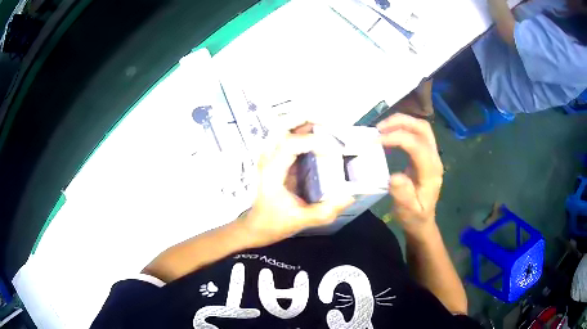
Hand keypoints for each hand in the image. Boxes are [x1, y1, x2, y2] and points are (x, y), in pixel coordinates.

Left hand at [240, 132, 354, 246]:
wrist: (256, 226)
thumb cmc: (275, 223)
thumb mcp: (302, 220)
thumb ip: (326, 210)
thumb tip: (350, 195)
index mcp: (272, 171)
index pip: (290, 143)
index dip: (314, 141)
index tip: (335, 150)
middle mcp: (268, 157)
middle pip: (282, 124)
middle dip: (307, 118)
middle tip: (330, 124)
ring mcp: (269, 155)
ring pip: (283, 126)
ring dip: (304, 122)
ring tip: (327, 128)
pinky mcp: (274, 157)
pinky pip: (287, 135)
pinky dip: (303, 130)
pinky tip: (318, 138)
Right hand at [377, 114, 443, 237]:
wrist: (422, 220)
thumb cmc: (414, 217)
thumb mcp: (407, 211)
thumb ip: (403, 195)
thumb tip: (394, 176)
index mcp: (431, 172)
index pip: (417, 145)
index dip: (397, 137)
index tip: (376, 140)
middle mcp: (434, 158)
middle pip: (422, 128)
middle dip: (400, 122)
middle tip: (378, 129)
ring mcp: (432, 154)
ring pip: (421, 127)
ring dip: (401, 122)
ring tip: (381, 129)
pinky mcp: (426, 154)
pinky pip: (417, 133)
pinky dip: (402, 128)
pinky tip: (389, 134)